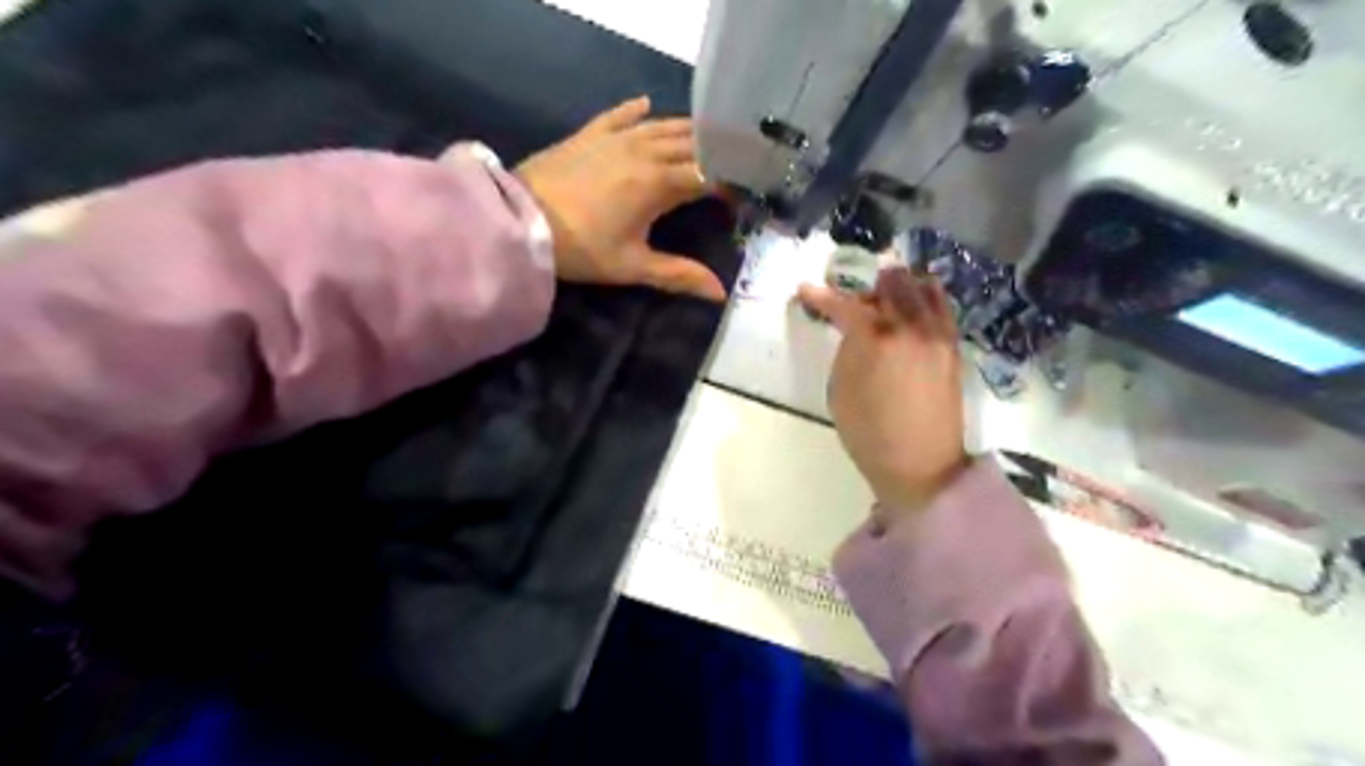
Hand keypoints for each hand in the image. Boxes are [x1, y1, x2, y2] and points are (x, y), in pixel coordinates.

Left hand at [512, 99, 728, 303]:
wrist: (520, 220)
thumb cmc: (581, 248)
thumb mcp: (632, 266)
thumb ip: (679, 275)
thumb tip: (720, 293)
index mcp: (660, 183)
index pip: (709, 175)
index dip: (731, 183)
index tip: (745, 194)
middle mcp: (645, 151)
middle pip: (692, 144)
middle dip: (717, 151)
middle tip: (735, 160)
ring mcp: (616, 137)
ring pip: (663, 125)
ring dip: (688, 130)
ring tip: (707, 136)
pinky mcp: (590, 133)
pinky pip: (619, 114)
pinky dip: (636, 109)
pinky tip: (647, 104)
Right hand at [797, 268, 975, 513]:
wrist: (922, 466)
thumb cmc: (870, 435)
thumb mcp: (841, 392)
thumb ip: (847, 350)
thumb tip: (854, 330)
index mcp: (876, 340)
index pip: (846, 305)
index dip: (822, 296)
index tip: (805, 290)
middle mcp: (910, 327)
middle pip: (889, 284)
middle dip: (864, 286)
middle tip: (850, 299)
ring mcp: (937, 334)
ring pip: (920, 288)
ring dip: (898, 287)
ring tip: (883, 298)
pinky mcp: (952, 346)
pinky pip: (941, 307)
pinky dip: (923, 298)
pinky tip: (912, 306)